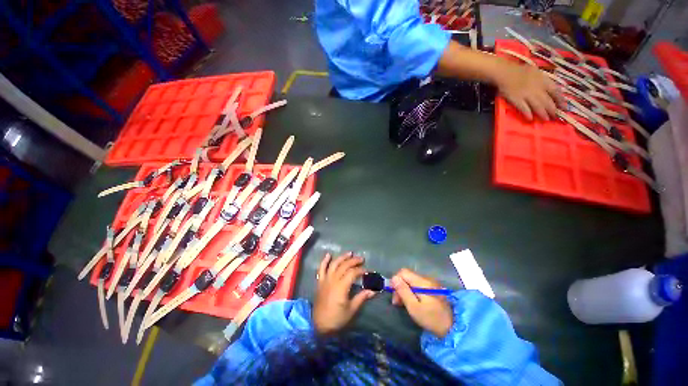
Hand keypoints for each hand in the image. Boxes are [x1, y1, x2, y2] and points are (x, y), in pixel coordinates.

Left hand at [313, 252, 375, 333]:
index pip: (353, 273)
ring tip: (350, 253)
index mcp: (341, 287)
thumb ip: (361, 298)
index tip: (368, 271)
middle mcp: (333, 280)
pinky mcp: (320, 281)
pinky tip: (328, 255)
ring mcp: (325, 279)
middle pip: (344, 265)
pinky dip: (325, 260)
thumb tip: (373, 291)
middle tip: (361, 259)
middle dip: (354, 261)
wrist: (318, 325)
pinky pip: (321, 268)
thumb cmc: (336, 319)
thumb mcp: (351, 310)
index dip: (361, 270)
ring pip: (334, 264)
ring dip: (342, 257)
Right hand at [391, 268, 452, 337]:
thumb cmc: (431, 319)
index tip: (394, 295)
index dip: (396, 281)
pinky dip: (412, 291)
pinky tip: (413, 301)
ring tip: (404, 303)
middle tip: (397, 302)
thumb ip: (403, 291)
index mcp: (422, 282)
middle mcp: (427, 279)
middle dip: (400, 286)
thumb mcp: (414, 307)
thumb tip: (394, 278)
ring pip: (412, 280)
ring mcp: (431, 283)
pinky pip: (418, 285)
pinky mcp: (433, 288)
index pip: (403, 272)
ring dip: (405, 289)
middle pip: (407, 276)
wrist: (453, 328)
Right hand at [495, 62, 562, 120]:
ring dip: (542, 113)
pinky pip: (523, 108)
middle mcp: (537, 89)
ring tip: (546, 119)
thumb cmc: (519, 71)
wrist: (505, 73)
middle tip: (555, 117)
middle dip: (552, 110)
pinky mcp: (516, 100)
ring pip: (537, 106)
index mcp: (543, 81)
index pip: (555, 91)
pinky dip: (527, 113)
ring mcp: (526, 95)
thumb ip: (543, 80)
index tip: (564, 107)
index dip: (560, 100)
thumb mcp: (536, 71)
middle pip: (547, 101)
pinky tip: (530, 119)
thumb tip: (548, 88)